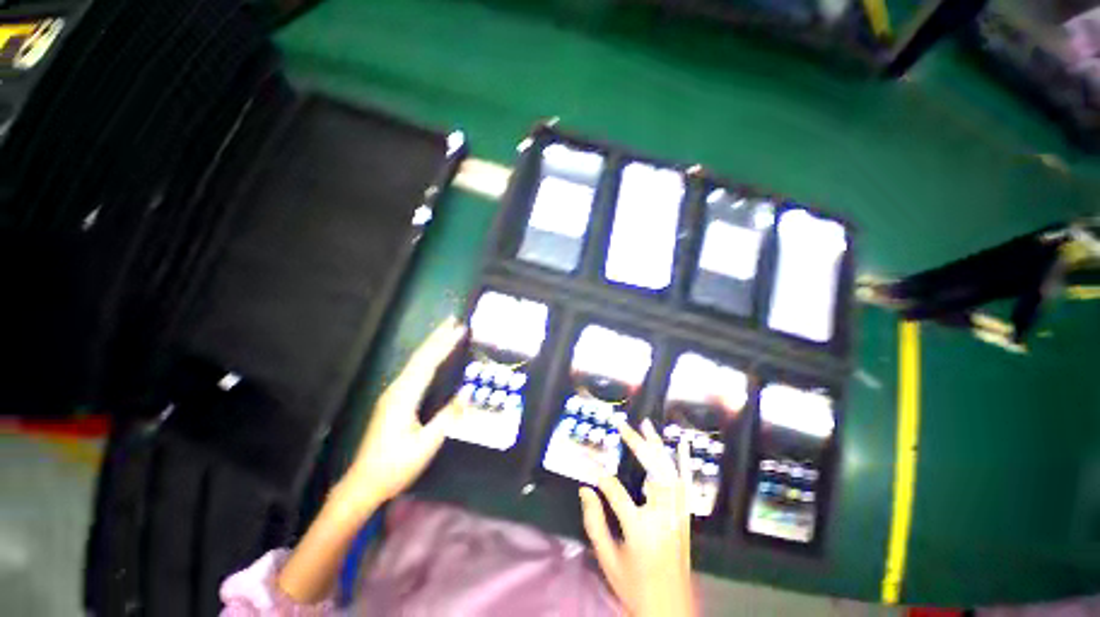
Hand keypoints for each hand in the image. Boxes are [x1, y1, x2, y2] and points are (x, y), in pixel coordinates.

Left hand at [278, 318, 465, 602]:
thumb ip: (448, 417)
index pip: (428, 363)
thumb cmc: (396, 465)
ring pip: (415, 362)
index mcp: (404, 397)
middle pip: (419, 357)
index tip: (460, 329)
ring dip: (432, 344)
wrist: (364, 483)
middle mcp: (396, 389)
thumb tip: (467, 392)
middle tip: (453, 320)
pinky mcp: (393, 399)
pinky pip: (413, 371)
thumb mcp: (426, 444)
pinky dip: (426, 358)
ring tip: (446, 332)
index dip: (445, 344)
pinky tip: (433, 357)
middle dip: (437, 337)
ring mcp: (393, 393)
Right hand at [579, 418, 694, 616]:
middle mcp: (662, 517)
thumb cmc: (634, 587)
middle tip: (622, 426)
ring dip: (657, 446)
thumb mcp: (607, 560)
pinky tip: (680, 444)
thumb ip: (594, 522)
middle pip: (651, 471)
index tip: (588, 463)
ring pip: (670, 472)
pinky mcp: (685, 518)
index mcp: (640, 530)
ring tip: (646, 425)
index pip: (615, 491)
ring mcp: (678, 516)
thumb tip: (585, 489)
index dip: (599, 475)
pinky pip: (686, 484)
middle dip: (636, 444)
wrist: (671, 611)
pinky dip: (682, 462)